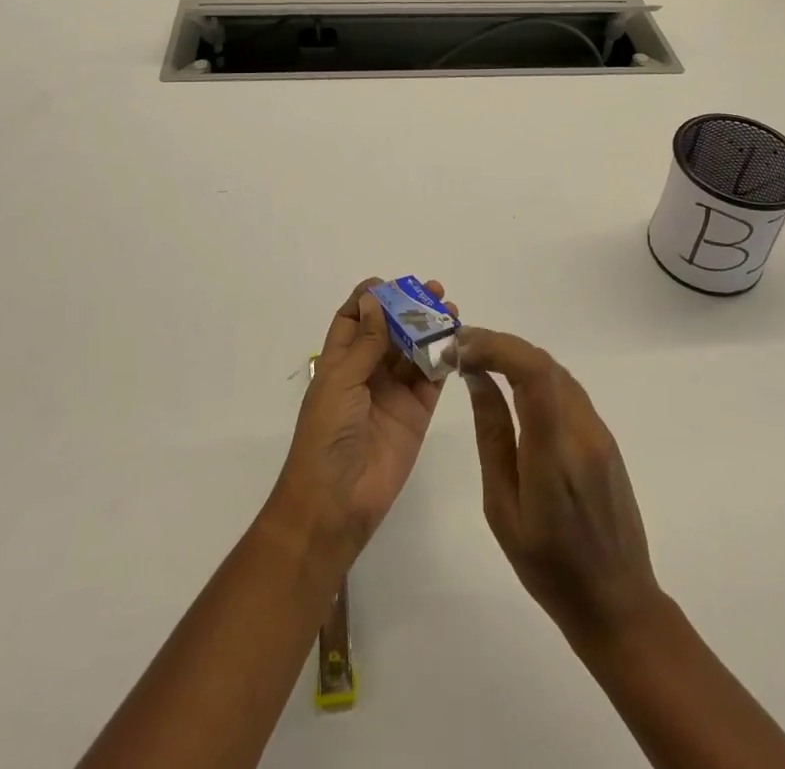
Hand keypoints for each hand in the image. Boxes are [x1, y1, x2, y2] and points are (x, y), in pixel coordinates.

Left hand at [267, 280, 455, 566]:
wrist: (336, 502)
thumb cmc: (327, 434)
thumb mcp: (341, 380)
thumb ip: (365, 342)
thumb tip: (374, 298)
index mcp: (340, 361)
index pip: (353, 319)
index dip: (369, 298)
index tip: (392, 282)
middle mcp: (367, 372)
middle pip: (390, 330)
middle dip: (409, 308)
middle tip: (434, 291)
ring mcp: (393, 393)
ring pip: (414, 351)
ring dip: (430, 329)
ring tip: (451, 310)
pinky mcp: (416, 413)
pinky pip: (432, 379)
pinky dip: (444, 359)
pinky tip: (457, 341)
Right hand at [458, 327, 663, 644]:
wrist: (618, 603)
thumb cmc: (549, 568)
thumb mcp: (503, 509)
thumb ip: (492, 437)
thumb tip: (478, 379)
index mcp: (554, 454)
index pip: (533, 373)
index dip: (496, 346)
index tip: (461, 347)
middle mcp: (582, 431)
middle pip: (543, 363)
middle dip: (499, 345)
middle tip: (461, 349)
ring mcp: (599, 432)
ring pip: (556, 371)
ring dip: (517, 356)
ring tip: (480, 361)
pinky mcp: (605, 438)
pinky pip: (567, 390)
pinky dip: (535, 375)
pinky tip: (513, 386)